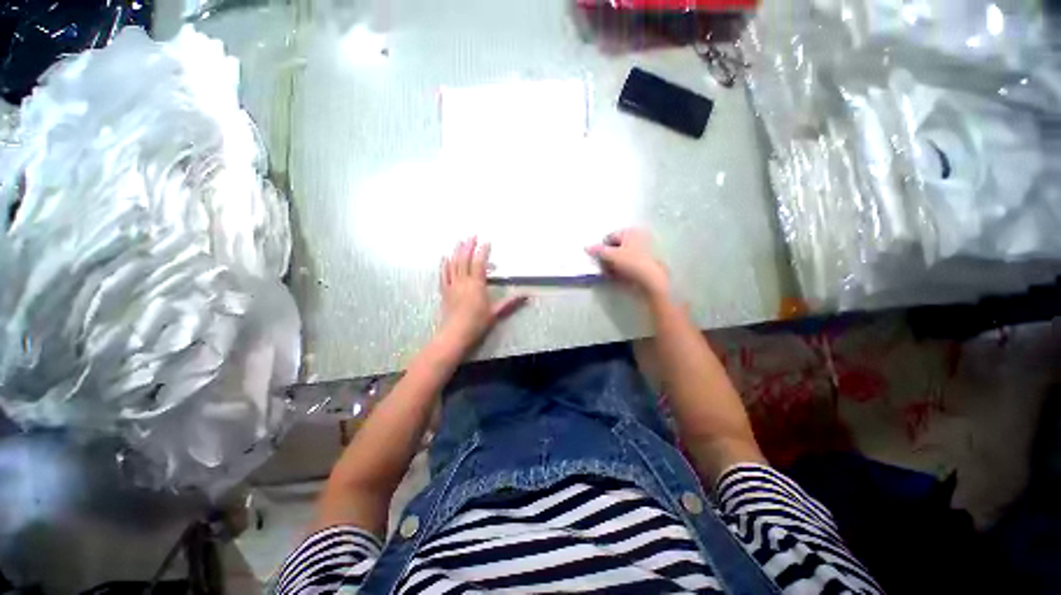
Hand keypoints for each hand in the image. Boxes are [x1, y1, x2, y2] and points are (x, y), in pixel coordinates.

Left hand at [439, 237, 527, 349]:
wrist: (455, 334)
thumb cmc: (477, 323)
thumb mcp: (496, 312)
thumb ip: (511, 302)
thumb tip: (527, 295)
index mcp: (476, 285)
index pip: (479, 263)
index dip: (483, 251)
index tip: (487, 242)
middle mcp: (463, 281)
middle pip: (464, 259)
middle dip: (468, 246)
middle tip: (472, 235)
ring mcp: (452, 285)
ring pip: (453, 264)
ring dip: (456, 251)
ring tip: (460, 241)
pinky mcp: (445, 291)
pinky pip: (444, 274)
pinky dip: (444, 264)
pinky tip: (444, 257)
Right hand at [587, 229, 669, 299]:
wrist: (651, 279)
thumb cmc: (631, 262)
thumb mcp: (611, 256)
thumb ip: (597, 250)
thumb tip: (587, 247)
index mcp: (630, 231)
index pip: (610, 237)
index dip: (602, 247)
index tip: (599, 259)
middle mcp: (639, 236)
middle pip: (616, 246)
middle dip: (609, 256)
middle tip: (605, 266)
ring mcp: (645, 249)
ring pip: (623, 255)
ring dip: (615, 263)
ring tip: (612, 273)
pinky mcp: (647, 261)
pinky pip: (630, 262)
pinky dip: (623, 268)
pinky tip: (621, 276)